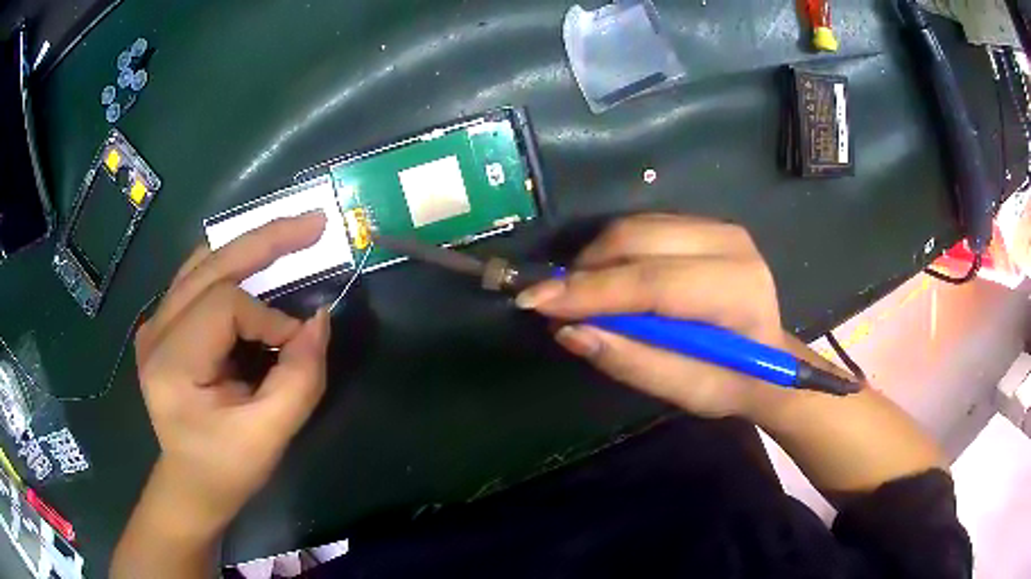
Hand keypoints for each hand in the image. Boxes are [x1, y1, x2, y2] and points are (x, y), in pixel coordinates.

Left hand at [134, 212, 330, 532]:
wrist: (190, 482)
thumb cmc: (226, 467)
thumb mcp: (269, 435)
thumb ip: (299, 378)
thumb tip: (321, 319)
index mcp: (171, 362)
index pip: (224, 305)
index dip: (269, 318)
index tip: (297, 347)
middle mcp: (156, 331)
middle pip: (210, 263)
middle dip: (266, 240)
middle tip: (313, 224)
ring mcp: (155, 323)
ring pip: (202, 261)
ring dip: (249, 245)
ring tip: (291, 236)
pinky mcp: (163, 324)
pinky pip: (197, 277)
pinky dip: (232, 265)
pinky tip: (256, 263)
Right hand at [517, 214, 794, 419]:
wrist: (771, 357)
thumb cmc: (732, 383)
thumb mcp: (686, 392)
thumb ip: (632, 362)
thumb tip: (569, 331)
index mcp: (737, 292)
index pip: (653, 282)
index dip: (591, 292)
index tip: (534, 301)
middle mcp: (731, 244)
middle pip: (637, 239)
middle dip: (585, 270)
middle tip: (554, 304)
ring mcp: (719, 226)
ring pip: (634, 226)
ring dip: (596, 260)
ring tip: (580, 297)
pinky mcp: (706, 223)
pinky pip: (643, 227)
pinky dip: (614, 252)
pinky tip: (609, 281)